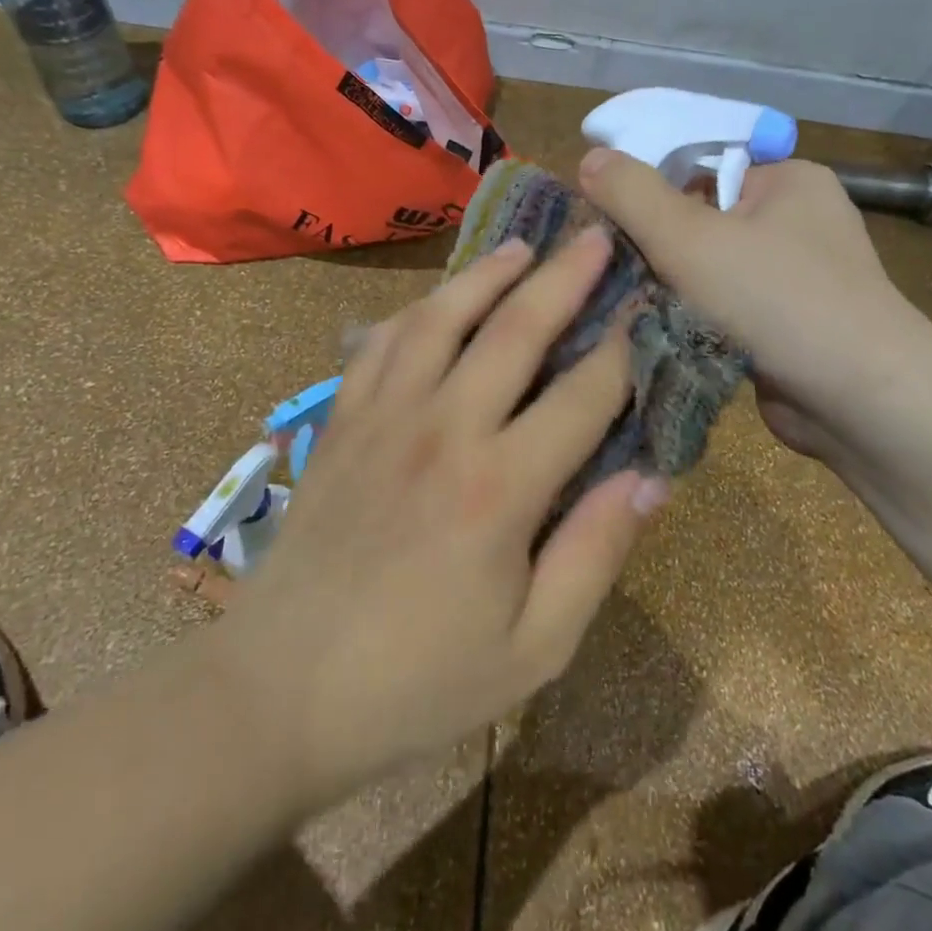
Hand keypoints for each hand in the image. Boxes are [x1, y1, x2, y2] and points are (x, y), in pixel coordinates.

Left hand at [213, 226, 660, 806]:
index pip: (584, 395)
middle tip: (598, 236)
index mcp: (500, 488)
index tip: (652, 305)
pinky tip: (436, 301)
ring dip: (487, 274)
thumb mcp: (533, 650)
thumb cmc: (417, 684)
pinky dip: (416, 311)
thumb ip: (596, 555)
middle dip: (565, 277)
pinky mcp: (341, 422)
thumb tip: (651, 477)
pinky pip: (381, 344)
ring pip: (442, 318)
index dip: (626, 346)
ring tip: (522, 246)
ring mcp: (384, 417)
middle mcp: (444, 429)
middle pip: (516, 330)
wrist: (278, 694)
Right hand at [577, 149, 931, 466]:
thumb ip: (633, 194)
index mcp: (787, 181)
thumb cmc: (777, 300)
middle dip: (656, 245)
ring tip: (623, 298)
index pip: (701, 166)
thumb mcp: (690, 237)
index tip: (605, 217)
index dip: (650, 187)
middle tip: (607, 264)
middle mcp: (796, 221)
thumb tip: (590, 157)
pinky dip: (693, 317)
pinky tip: (657, 329)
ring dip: (671, 286)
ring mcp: (795, 278)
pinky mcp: (786, 326)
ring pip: (709, 269)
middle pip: (702, 219)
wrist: (860, 401)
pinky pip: (724, 307)